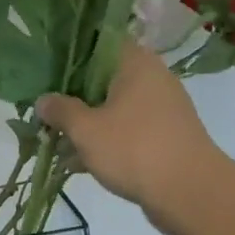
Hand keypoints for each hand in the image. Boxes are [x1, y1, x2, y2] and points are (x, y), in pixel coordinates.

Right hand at [36, 41, 221, 234]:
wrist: (192, 193)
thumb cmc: (135, 149)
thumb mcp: (85, 129)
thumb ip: (60, 111)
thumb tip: (43, 100)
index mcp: (136, 63)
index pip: (99, 41)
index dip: (70, 52)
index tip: (46, 68)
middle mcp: (152, 78)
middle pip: (104, 78)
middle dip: (73, 95)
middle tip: (45, 109)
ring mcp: (162, 108)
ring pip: (114, 107)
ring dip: (87, 122)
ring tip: (56, 140)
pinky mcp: (165, 136)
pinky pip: (127, 130)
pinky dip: (105, 140)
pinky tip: (78, 161)